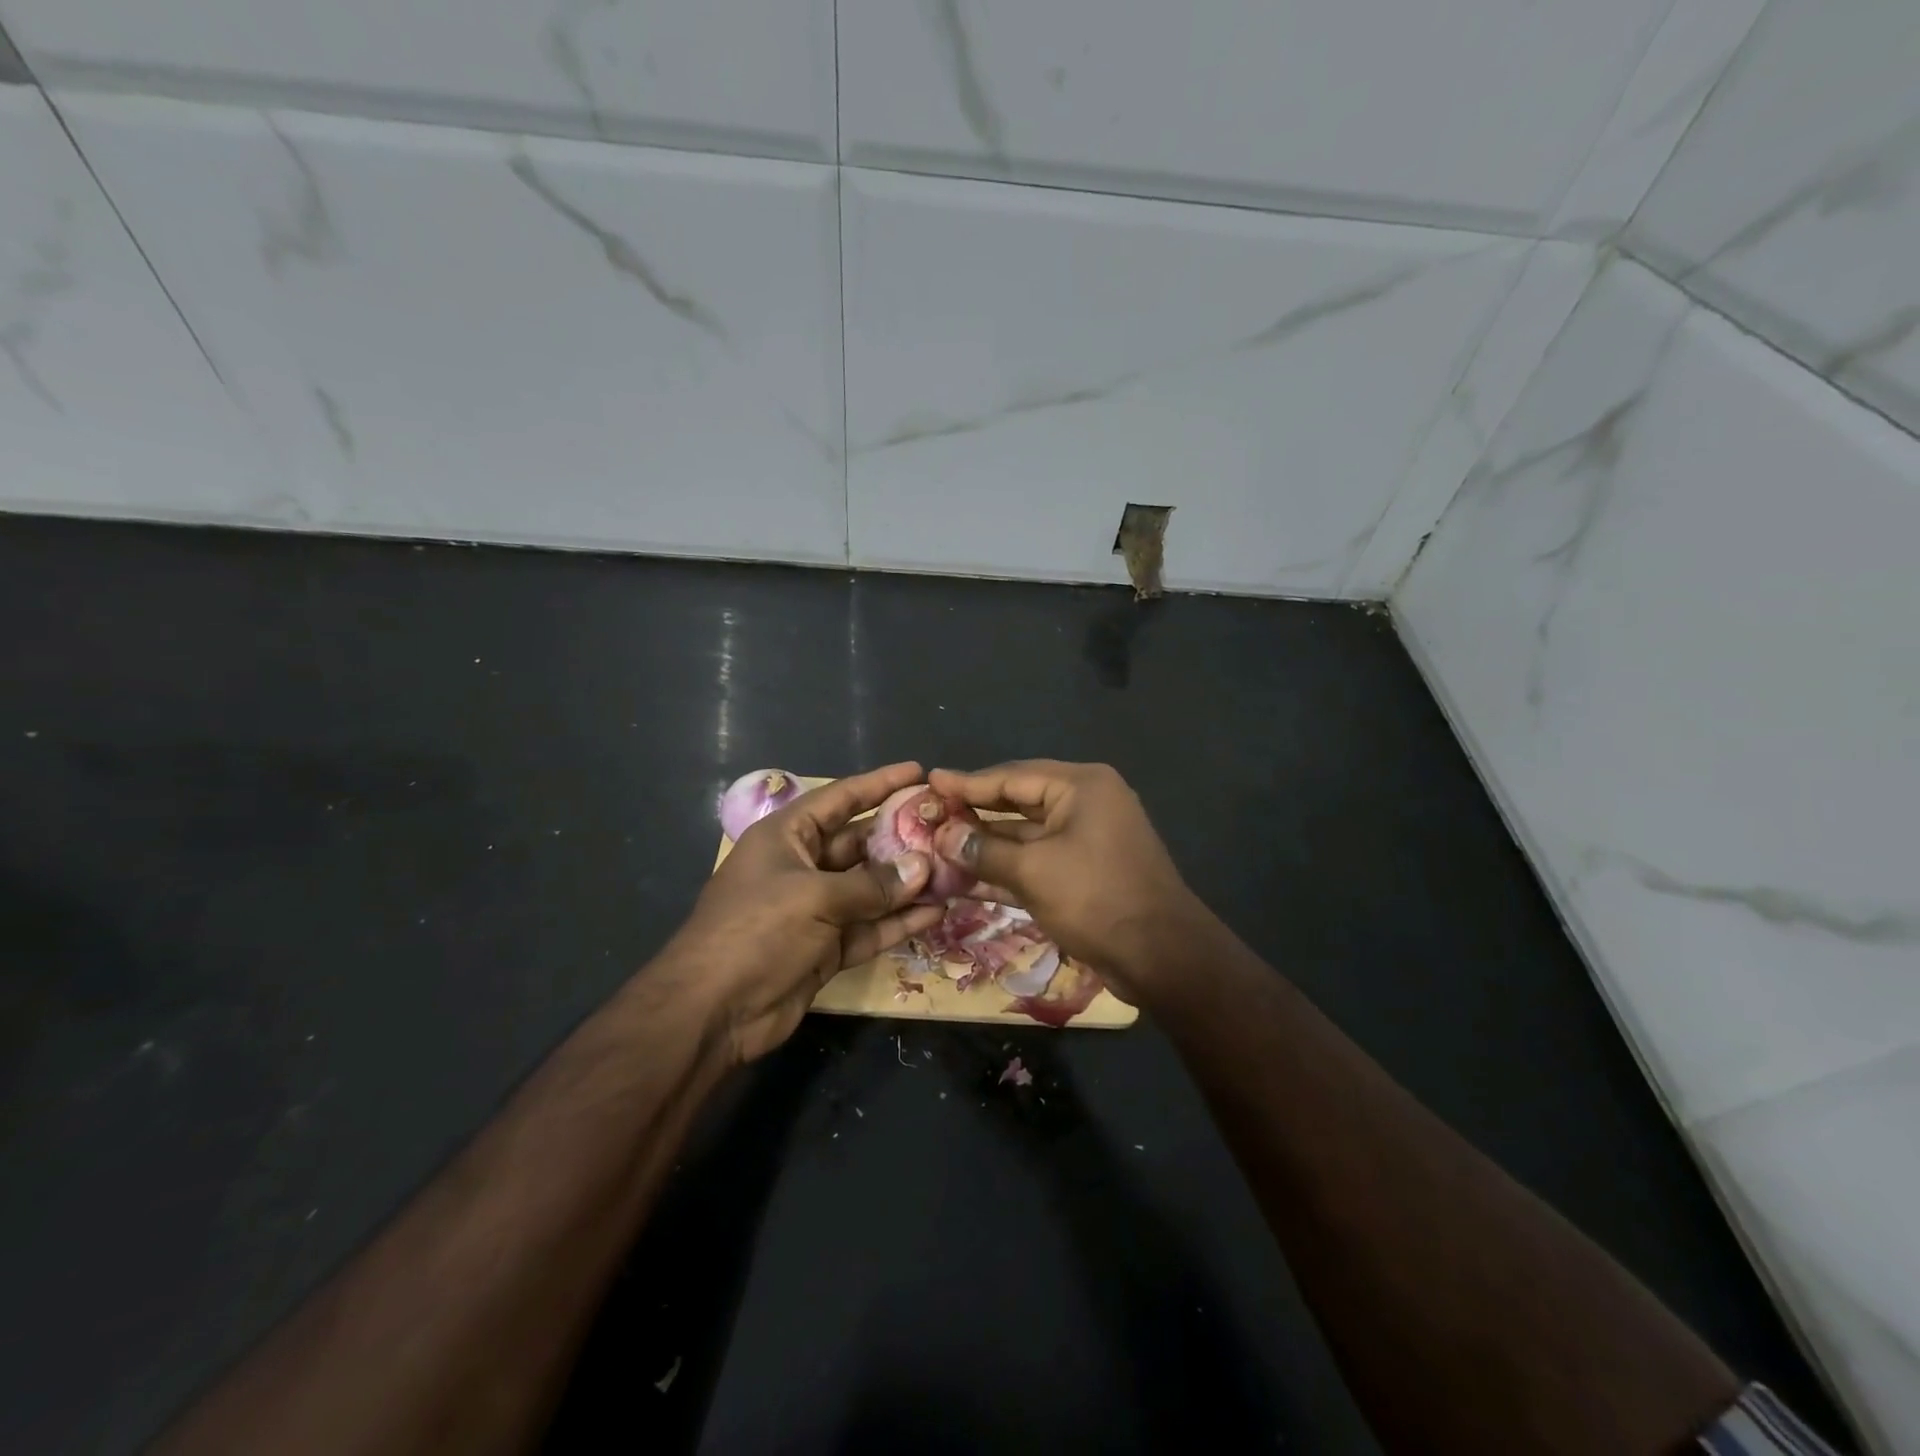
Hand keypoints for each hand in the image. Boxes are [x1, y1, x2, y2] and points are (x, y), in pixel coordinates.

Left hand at [671, 762, 945, 1062]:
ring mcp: (816, 909)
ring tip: (954, 871)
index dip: (879, 783)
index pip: (840, 799)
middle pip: (860, 843)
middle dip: (901, 837)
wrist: (713, 1011)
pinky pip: (870, 927)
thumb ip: (872, 884)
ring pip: (871, 888)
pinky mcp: (827, 947)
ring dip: (907, 883)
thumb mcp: (814, 897)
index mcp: (787, 836)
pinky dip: (899, 922)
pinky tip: (937, 913)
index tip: (919, 772)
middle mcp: (803, 866)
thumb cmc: (757, 931)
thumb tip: (923, 867)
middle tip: (948, 829)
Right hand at [927, 760, 1201, 1001]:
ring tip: (939, 845)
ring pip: (1025, 833)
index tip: (930, 780)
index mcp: (1081, 786)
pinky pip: (1038, 859)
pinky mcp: (1085, 870)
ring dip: (986, 842)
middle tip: (930, 812)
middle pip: (1018, 800)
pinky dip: (1007, 866)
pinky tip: (967, 877)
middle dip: (974, 812)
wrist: (1162, 956)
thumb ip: (983, 850)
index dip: (967, 782)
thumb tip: (942, 836)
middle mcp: (1086, 803)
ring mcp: (1087, 838)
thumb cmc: (1096, 899)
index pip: (1012, 776)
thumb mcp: (1033, 871)